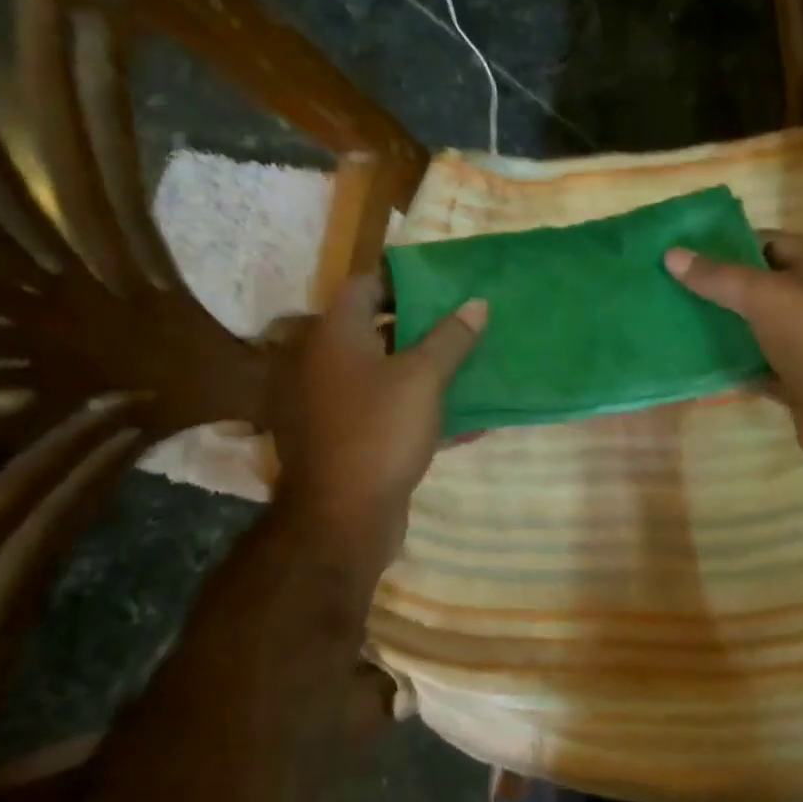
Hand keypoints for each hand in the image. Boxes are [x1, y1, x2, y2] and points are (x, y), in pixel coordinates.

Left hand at [272, 276, 486, 576]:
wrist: (342, 519)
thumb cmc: (379, 431)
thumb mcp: (423, 378)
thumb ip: (451, 338)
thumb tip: (477, 303)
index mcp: (335, 335)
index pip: (364, 286)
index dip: (403, 282)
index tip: (444, 288)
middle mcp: (325, 362)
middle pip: (376, 330)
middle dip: (423, 327)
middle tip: (465, 325)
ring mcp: (333, 403)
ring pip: (385, 373)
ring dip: (425, 370)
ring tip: (470, 366)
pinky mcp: (348, 438)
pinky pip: (387, 411)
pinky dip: (418, 409)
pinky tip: (464, 419)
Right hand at [665, 231, 802, 479]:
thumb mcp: (767, 297)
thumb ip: (719, 277)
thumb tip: (671, 255)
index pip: (765, 242)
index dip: (723, 244)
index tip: (679, 251)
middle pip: (757, 287)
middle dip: (714, 288)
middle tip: (664, 288)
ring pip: (754, 329)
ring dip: (718, 329)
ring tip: (669, 323)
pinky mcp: (798, 383)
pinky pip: (756, 368)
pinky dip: (730, 368)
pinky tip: (692, 366)